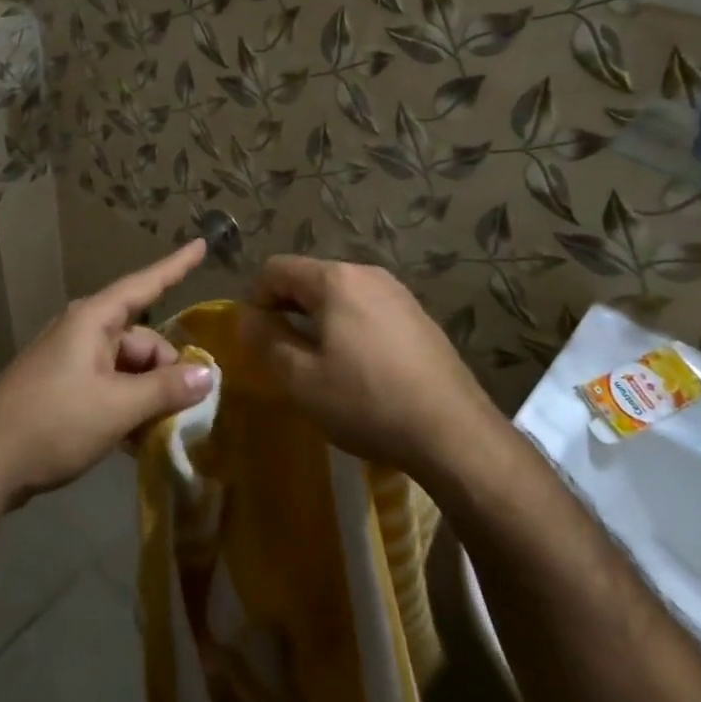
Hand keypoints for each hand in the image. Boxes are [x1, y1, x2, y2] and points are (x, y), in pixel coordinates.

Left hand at [0, 240, 214, 508]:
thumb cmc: (53, 423)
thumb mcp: (117, 407)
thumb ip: (165, 389)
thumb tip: (208, 374)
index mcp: (92, 320)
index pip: (144, 285)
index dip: (176, 267)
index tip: (202, 244)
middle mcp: (81, 332)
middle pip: (141, 339)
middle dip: (166, 370)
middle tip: (183, 409)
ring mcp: (69, 360)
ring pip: (126, 367)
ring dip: (147, 394)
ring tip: (162, 428)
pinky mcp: (61, 388)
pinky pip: (108, 385)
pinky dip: (127, 404)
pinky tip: (137, 436)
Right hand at [242, 255, 501, 478]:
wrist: (453, 433)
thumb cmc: (367, 402)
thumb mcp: (301, 379)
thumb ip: (266, 341)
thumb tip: (247, 318)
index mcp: (335, 280)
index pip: (276, 268)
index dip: (255, 298)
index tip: (256, 337)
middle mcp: (367, 274)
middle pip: (309, 277)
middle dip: (286, 308)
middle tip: (281, 353)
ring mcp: (398, 293)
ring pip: (339, 294)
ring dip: (317, 319)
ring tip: (317, 362)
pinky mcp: (418, 317)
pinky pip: (367, 309)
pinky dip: (348, 327)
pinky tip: (357, 368)